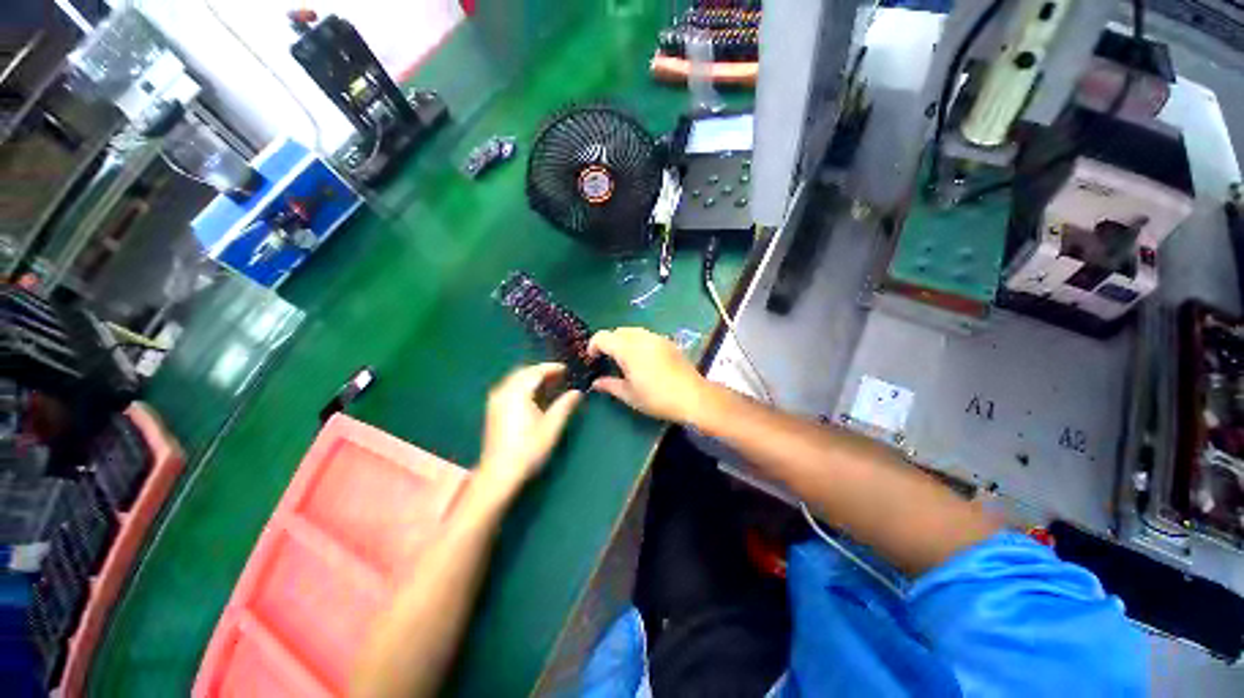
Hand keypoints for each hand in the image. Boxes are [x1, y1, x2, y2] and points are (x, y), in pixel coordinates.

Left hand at [477, 363, 582, 497]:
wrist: (499, 474)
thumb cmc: (528, 449)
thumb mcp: (552, 426)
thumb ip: (565, 405)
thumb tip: (577, 392)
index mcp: (517, 393)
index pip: (536, 372)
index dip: (552, 368)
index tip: (567, 369)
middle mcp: (503, 392)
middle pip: (523, 372)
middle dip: (541, 371)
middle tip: (560, 375)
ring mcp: (495, 401)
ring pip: (515, 380)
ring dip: (532, 378)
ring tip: (550, 384)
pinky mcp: (493, 411)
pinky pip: (510, 388)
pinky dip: (523, 386)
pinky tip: (534, 396)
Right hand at [588, 327, 710, 423]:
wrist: (692, 396)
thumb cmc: (657, 398)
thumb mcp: (629, 395)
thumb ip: (610, 385)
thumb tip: (596, 383)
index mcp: (628, 349)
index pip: (603, 337)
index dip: (593, 345)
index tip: (592, 359)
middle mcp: (641, 337)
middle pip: (618, 331)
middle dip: (609, 342)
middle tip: (608, 360)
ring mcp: (657, 338)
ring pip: (633, 331)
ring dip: (624, 340)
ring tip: (625, 359)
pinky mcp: (668, 342)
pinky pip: (647, 335)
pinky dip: (638, 342)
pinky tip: (643, 359)